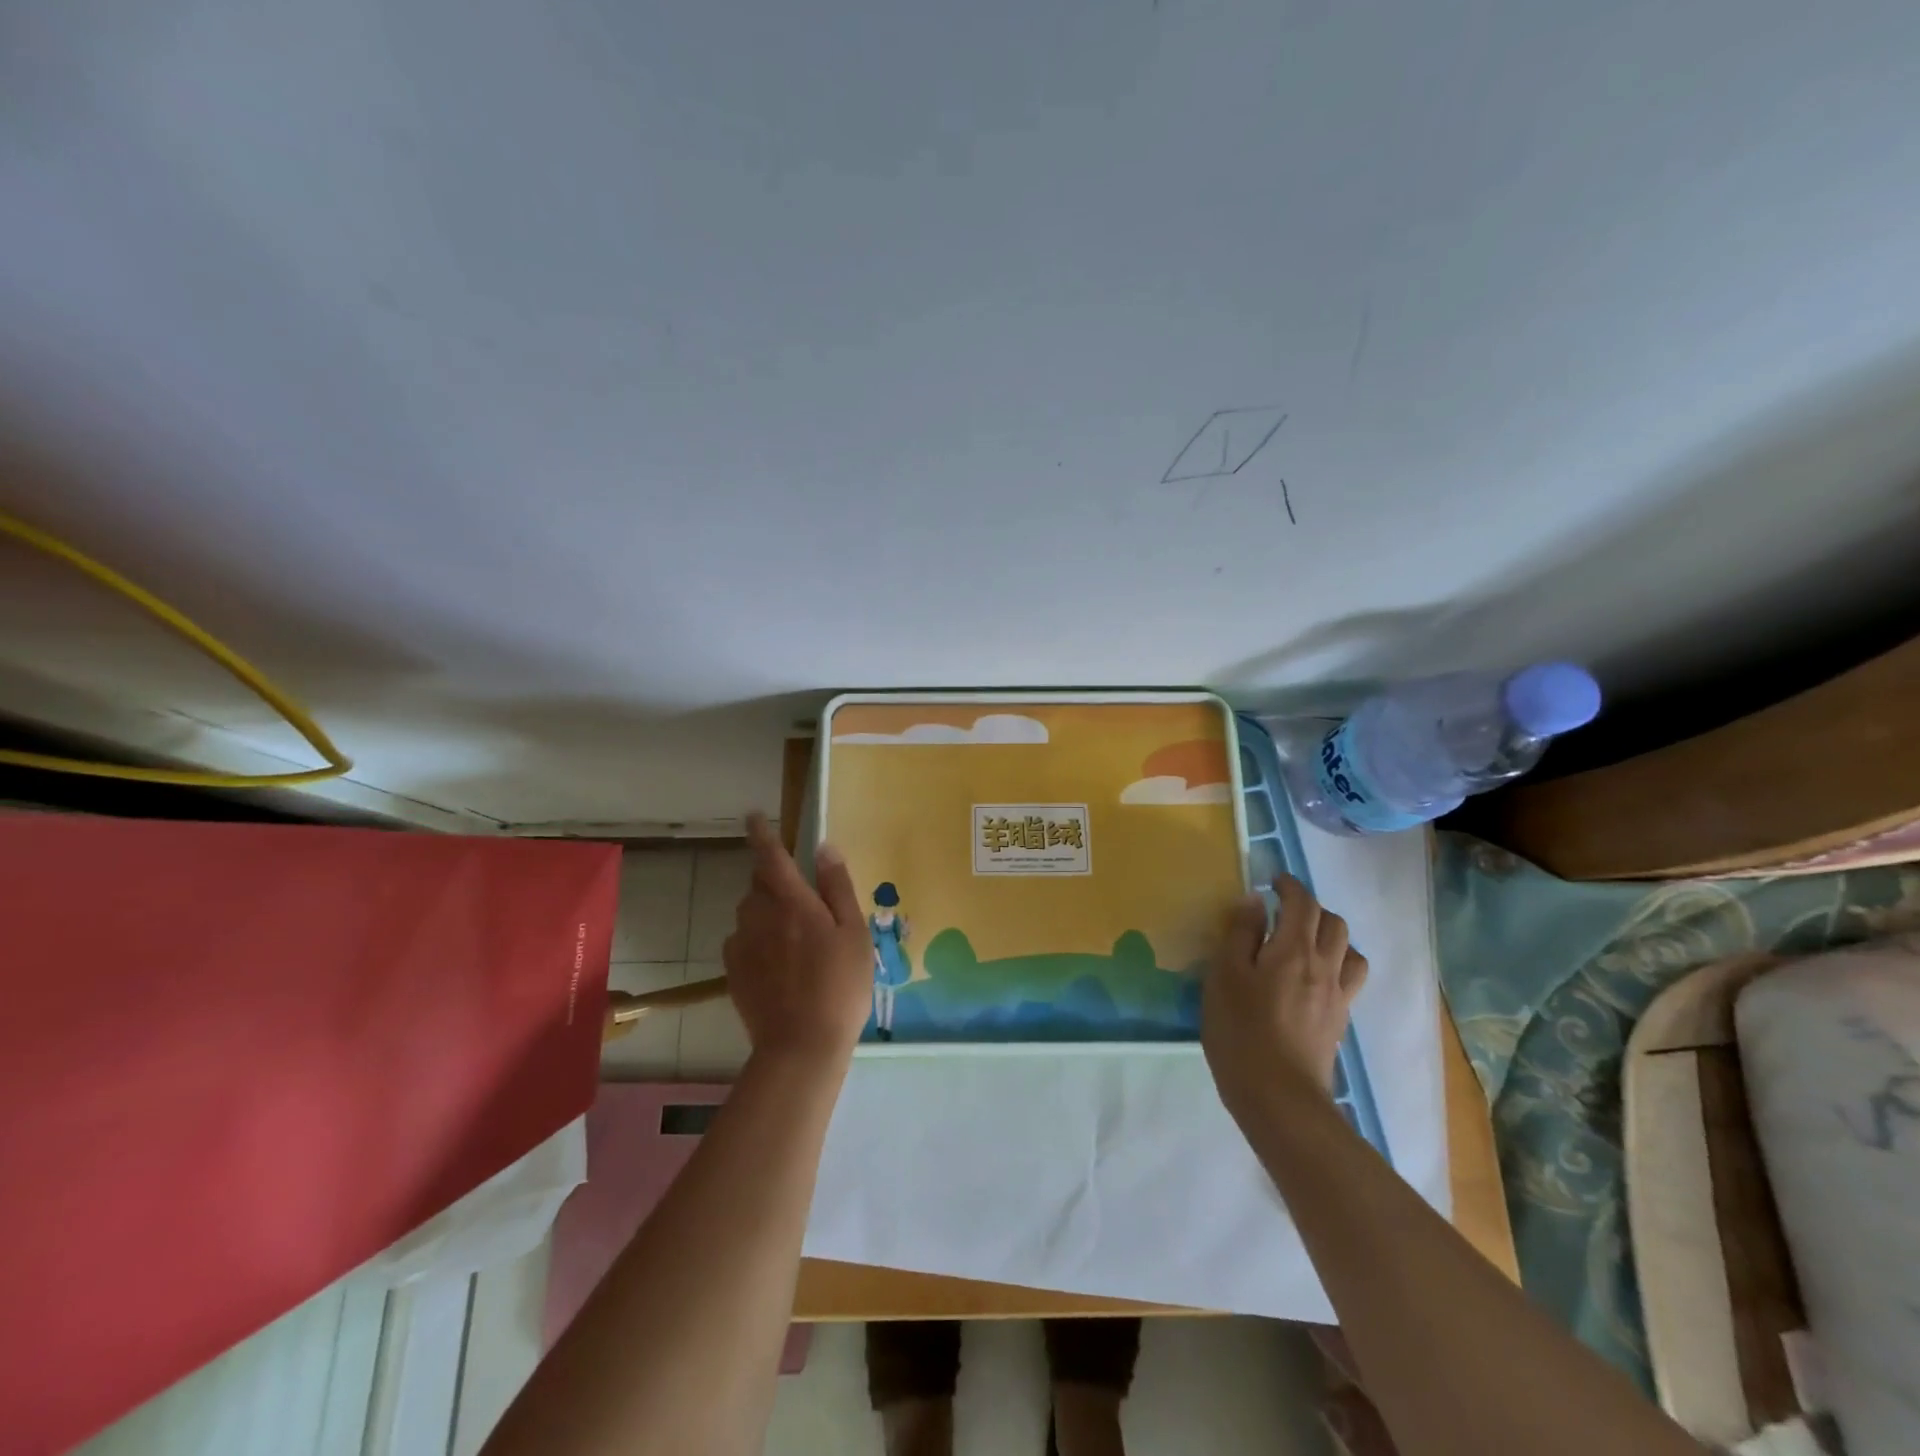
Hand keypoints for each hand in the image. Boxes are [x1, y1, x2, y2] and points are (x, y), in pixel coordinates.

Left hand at [721, 813, 874, 1065]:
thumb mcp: (854, 933)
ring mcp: (742, 944)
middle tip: (802, 901)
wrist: (801, 1045)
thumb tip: (825, 848)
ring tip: (794, 938)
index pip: (772, 857)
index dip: (762, 834)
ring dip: (766, 910)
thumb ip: (837, 888)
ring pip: (749, 912)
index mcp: (792, 902)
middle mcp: (759, 915)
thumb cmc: (840, 985)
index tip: (753, 816)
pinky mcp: (733, 971)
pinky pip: (742, 940)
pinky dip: (757, 938)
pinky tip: (778, 963)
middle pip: (759, 883)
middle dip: (774, 879)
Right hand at [1202, 874, 1367, 1119]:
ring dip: (1330, 935)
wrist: (1279, 1097)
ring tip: (1304, 942)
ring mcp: (1337, 996)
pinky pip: (1350, 978)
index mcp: (1294, 949)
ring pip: (1349, 950)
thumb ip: (1239, 934)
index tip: (1272, 880)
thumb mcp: (1224, 975)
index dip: (1290, 886)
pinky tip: (1313, 978)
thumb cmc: (1241, 1030)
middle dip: (1311, 908)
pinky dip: (1337, 964)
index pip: (1303, 903)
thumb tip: (1255, 901)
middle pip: (1334, 922)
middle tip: (1283, 911)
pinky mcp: (1339, 1021)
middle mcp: (1325, 966)